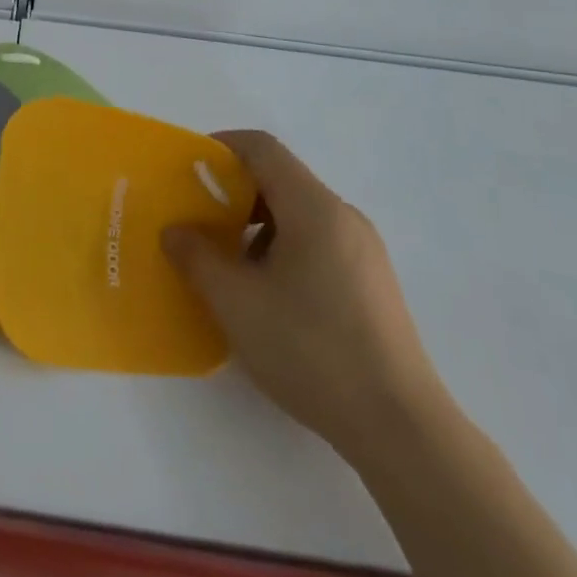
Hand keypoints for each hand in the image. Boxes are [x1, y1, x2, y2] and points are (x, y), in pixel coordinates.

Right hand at [164, 130, 446, 465]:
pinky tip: (265, 294)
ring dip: (255, 225)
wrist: (400, 429)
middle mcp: (344, 217)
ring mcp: (364, 251)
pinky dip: (281, 248)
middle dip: (232, 193)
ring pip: (298, 214)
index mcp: (314, 208)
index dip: (220, 148)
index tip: (187, 170)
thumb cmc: (311, 350)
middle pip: (280, 180)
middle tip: (197, 221)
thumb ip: (197, 257)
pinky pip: (317, 242)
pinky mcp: (372, 283)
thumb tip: (176, 230)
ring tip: (226, 264)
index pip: (262, 149)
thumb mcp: (236, 303)